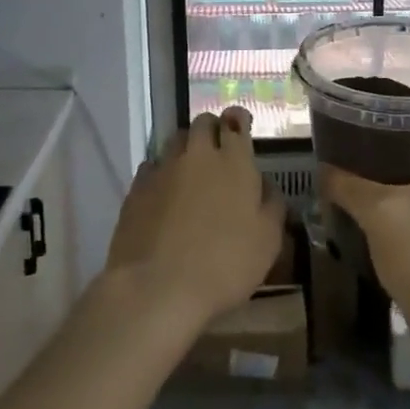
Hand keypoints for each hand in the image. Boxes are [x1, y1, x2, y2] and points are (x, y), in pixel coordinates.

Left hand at [108, 109, 286, 333]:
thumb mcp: (268, 241)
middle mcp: (198, 156)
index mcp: (234, 163)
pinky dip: (161, 171)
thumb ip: (272, 205)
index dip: (238, 121)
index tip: (240, 125)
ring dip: (186, 147)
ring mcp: (163, 169)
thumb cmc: (225, 265)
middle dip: (212, 129)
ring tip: (191, 169)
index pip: (236, 123)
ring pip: (175, 140)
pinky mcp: (137, 188)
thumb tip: (265, 184)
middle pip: (203, 123)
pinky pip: (151, 166)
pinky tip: (164, 192)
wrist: (158, 287)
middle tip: (218, 148)